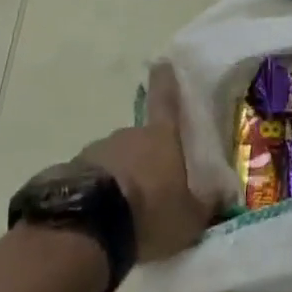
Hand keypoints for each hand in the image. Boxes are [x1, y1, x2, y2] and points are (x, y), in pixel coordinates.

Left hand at [76, 63, 210, 263]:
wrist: (86, 229)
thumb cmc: (149, 213)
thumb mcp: (189, 218)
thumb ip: (206, 204)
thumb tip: (223, 195)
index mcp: (160, 137)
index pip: (166, 100)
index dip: (166, 81)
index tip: (163, 62)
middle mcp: (127, 135)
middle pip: (140, 140)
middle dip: (145, 157)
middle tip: (151, 188)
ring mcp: (94, 151)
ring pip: (113, 160)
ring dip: (119, 177)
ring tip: (123, 212)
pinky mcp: (67, 173)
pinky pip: (89, 180)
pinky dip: (96, 192)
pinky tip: (98, 219)